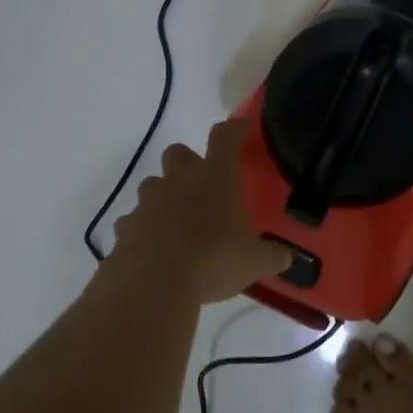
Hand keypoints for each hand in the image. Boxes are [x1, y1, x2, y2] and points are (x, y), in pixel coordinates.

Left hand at [108, 118, 292, 303]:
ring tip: (177, 220)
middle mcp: (179, 180)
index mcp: (216, 177)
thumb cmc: (213, 260)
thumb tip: (286, 258)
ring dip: (164, 195)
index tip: (242, 129)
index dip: (234, 129)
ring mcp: (148, 201)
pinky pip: (133, 220)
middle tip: (202, 185)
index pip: (226, 137)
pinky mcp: (126, 227)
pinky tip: (153, 248)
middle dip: (188, 163)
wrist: (154, 284)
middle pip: (178, 152)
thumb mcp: (254, 261)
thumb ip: (271, 256)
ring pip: (152, 184)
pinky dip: (142, 229)